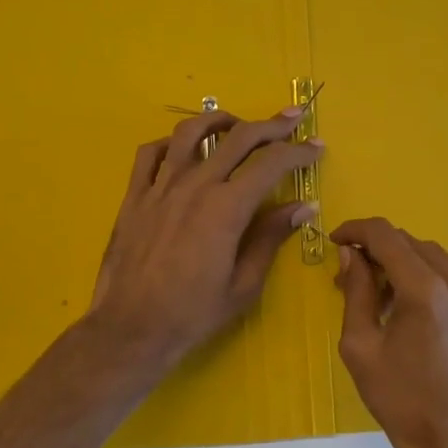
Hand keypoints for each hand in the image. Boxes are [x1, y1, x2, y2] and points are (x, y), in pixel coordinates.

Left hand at [87, 107, 321, 368]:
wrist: (131, 329)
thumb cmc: (193, 313)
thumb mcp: (244, 284)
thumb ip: (272, 237)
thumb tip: (303, 207)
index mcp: (227, 207)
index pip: (272, 163)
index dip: (299, 151)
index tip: (317, 146)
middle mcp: (195, 185)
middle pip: (239, 137)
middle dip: (272, 125)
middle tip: (293, 118)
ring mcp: (161, 187)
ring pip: (190, 133)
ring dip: (219, 120)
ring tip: (236, 123)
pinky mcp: (135, 196)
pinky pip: (149, 154)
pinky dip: (170, 143)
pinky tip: (181, 149)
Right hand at [331, 219, 447, 447]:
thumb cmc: (399, 399)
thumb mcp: (360, 346)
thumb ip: (356, 291)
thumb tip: (352, 254)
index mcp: (424, 289)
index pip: (385, 235)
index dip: (356, 230)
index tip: (337, 241)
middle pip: (413, 244)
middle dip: (381, 251)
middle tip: (358, 275)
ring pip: (439, 262)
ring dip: (410, 268)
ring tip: (392, 299)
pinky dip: (438, 288)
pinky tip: (425, 320)